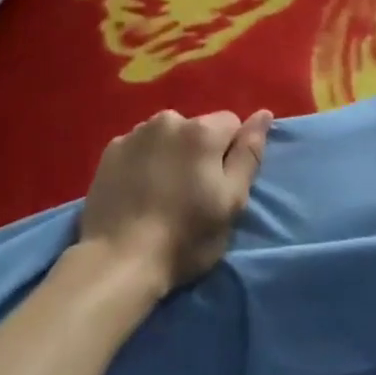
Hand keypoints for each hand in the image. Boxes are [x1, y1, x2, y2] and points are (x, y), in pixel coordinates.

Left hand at [76, 109, 273, 294]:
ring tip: (162, 192)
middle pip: (197, 128)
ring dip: (170, 153)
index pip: (231, 124)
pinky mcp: (110, 150)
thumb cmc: (184, 236)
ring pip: (166, 135)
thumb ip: (249, 154)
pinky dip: (143, 161)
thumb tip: (264, 114)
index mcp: (202, 130)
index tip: (219, 185)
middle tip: (191, 193)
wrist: (119, 260)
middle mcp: (168, 119)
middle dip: (199, 151)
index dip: (230, 153)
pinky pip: (139, 146)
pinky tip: (138, 191)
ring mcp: (135, 132)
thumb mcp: (231, 202)